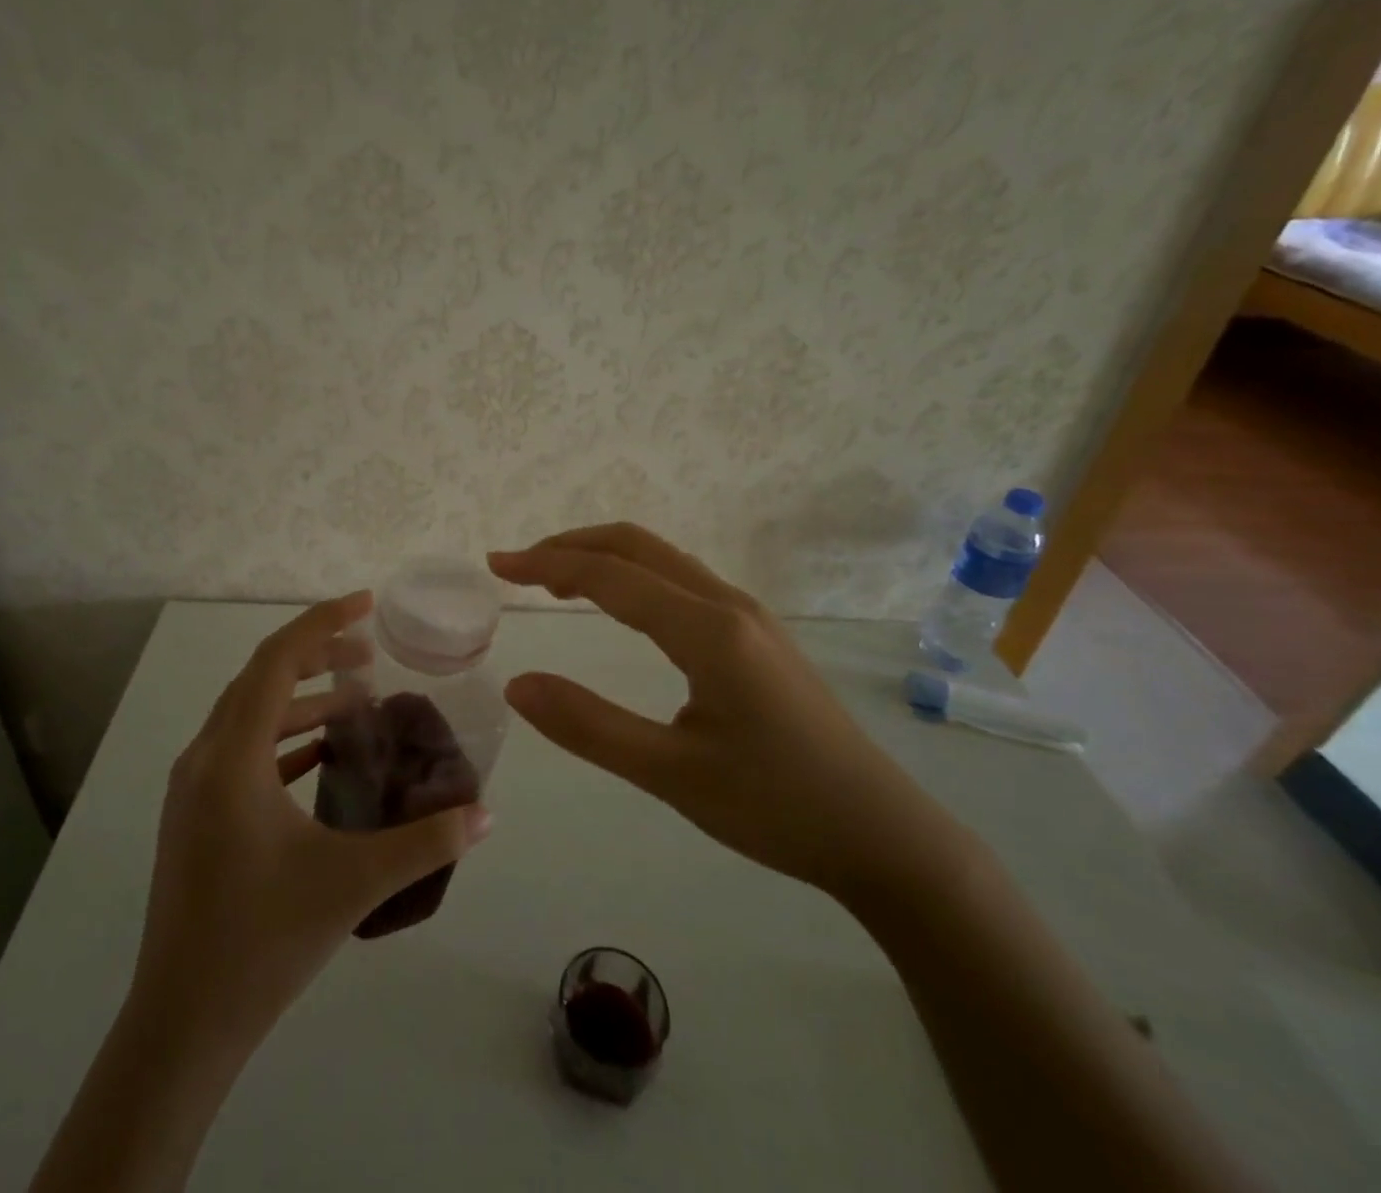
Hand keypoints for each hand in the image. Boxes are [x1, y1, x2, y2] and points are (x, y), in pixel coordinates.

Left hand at [129, 592, 494, 1059]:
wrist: (181, 1025)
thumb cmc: (262, 941)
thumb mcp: (353, 883)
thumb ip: (425, 843)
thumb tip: (485, 814)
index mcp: (231, 757)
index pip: (277, 660)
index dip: (323, 623)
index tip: (367, 604)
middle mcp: (204, 758)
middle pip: (261, 678)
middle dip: (318, 656)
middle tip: (372, 656)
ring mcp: (194, 788)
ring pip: (250, 714)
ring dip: (302, 698)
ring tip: (357, 703)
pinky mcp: (196, 815)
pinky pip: (243, 750)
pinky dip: (285, 737)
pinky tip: (324, 756)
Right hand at [489, 524, 971, 904]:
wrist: (884, 835)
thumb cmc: (777, 807)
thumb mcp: (672, 775)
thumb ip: (590, 726)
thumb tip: (517, 684)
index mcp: (708, 630)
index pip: (610, 576)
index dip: (546, 565)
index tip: (497, 565)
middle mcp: (728, 604)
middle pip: (637, 545)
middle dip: (571, 545)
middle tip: (517, 565)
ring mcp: (748, 615)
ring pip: (662, 559)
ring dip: (603, 557)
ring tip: (554, 580)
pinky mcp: (756, 635)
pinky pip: (680, 581)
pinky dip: (632, 576)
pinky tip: (618, 604)